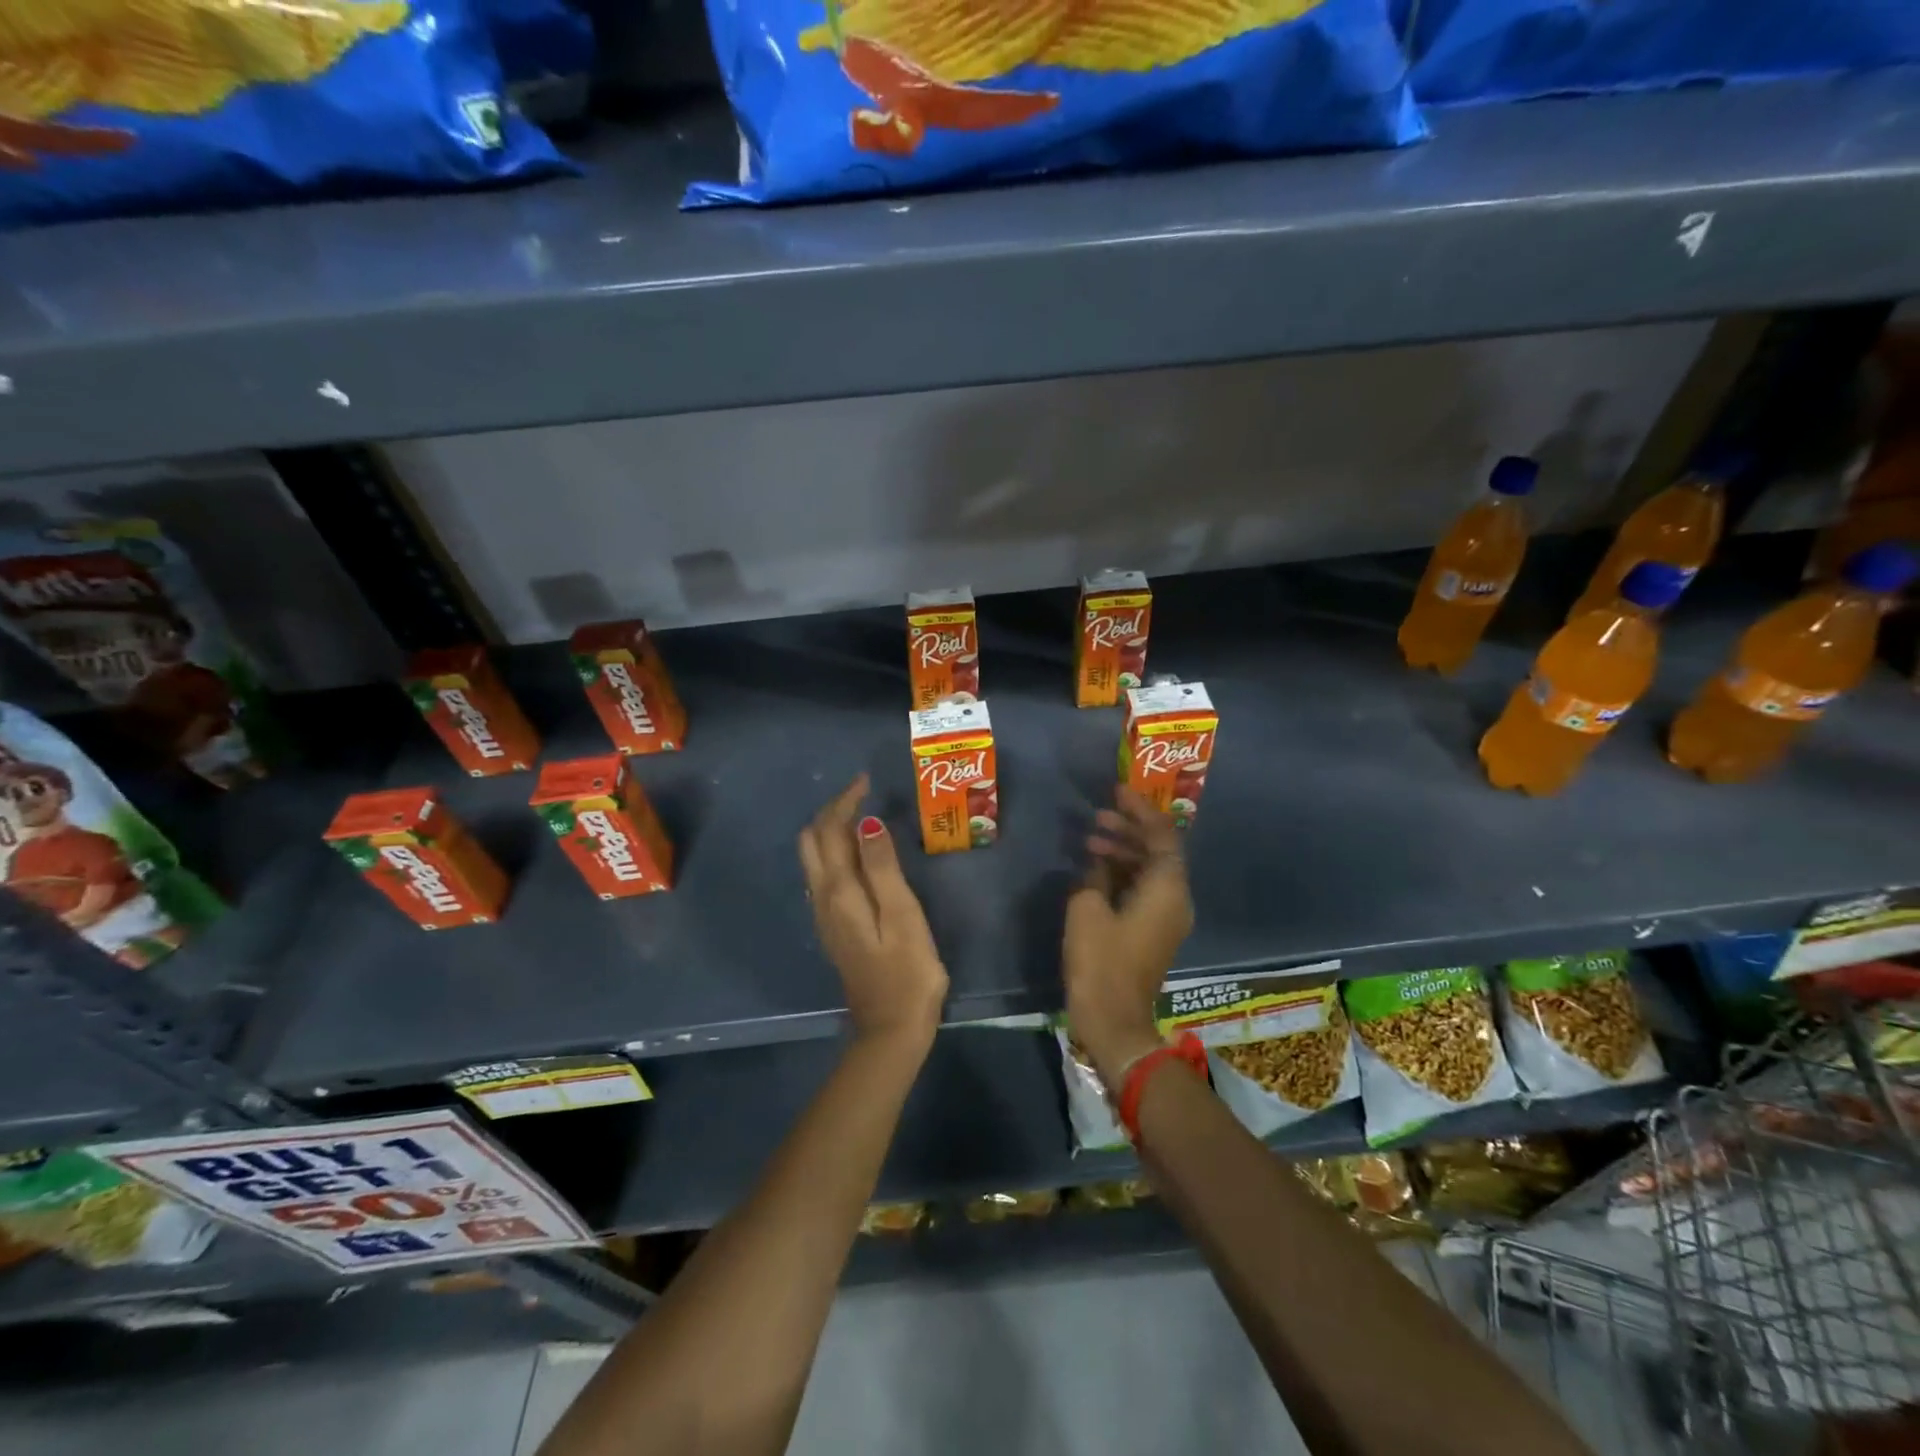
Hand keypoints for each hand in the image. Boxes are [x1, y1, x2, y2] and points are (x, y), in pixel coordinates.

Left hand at [798, 774, 948, 1047]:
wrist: (891, 1029)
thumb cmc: (907, 971)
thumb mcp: (902, 915)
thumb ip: (882, 867)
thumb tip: (866, 822)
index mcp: (839, 891)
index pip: (829, 831)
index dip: (845, 802)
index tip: (867, 782)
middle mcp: (823, 899)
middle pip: (813, 842)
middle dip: (832, 812)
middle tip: (863, 795)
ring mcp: (825, 916)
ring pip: (815, 859)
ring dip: (832, 831)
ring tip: (863, 817)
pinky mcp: (835, 929)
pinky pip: (824, 876)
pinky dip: (836, 852)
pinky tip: (860, 856)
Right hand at [1063, 788, 1193, 1087]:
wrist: (1114, 1019)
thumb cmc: (1101, 960)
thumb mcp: (1087, 908)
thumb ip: (1096, 875)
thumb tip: (1100, 865)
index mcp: (1167, 888)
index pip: (1162, 834)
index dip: (1140, 809)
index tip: (1117, 790)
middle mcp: (1175, 898)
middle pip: (1158, 850)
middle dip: (1129, 829)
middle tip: (1097, 816)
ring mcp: (1167, 917)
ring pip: (1149, 870)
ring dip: (1123, 852)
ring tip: (1089, 840)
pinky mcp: (1154, 932)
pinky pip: (1144, 889)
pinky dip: (1123, 874)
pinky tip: (1095, 869)